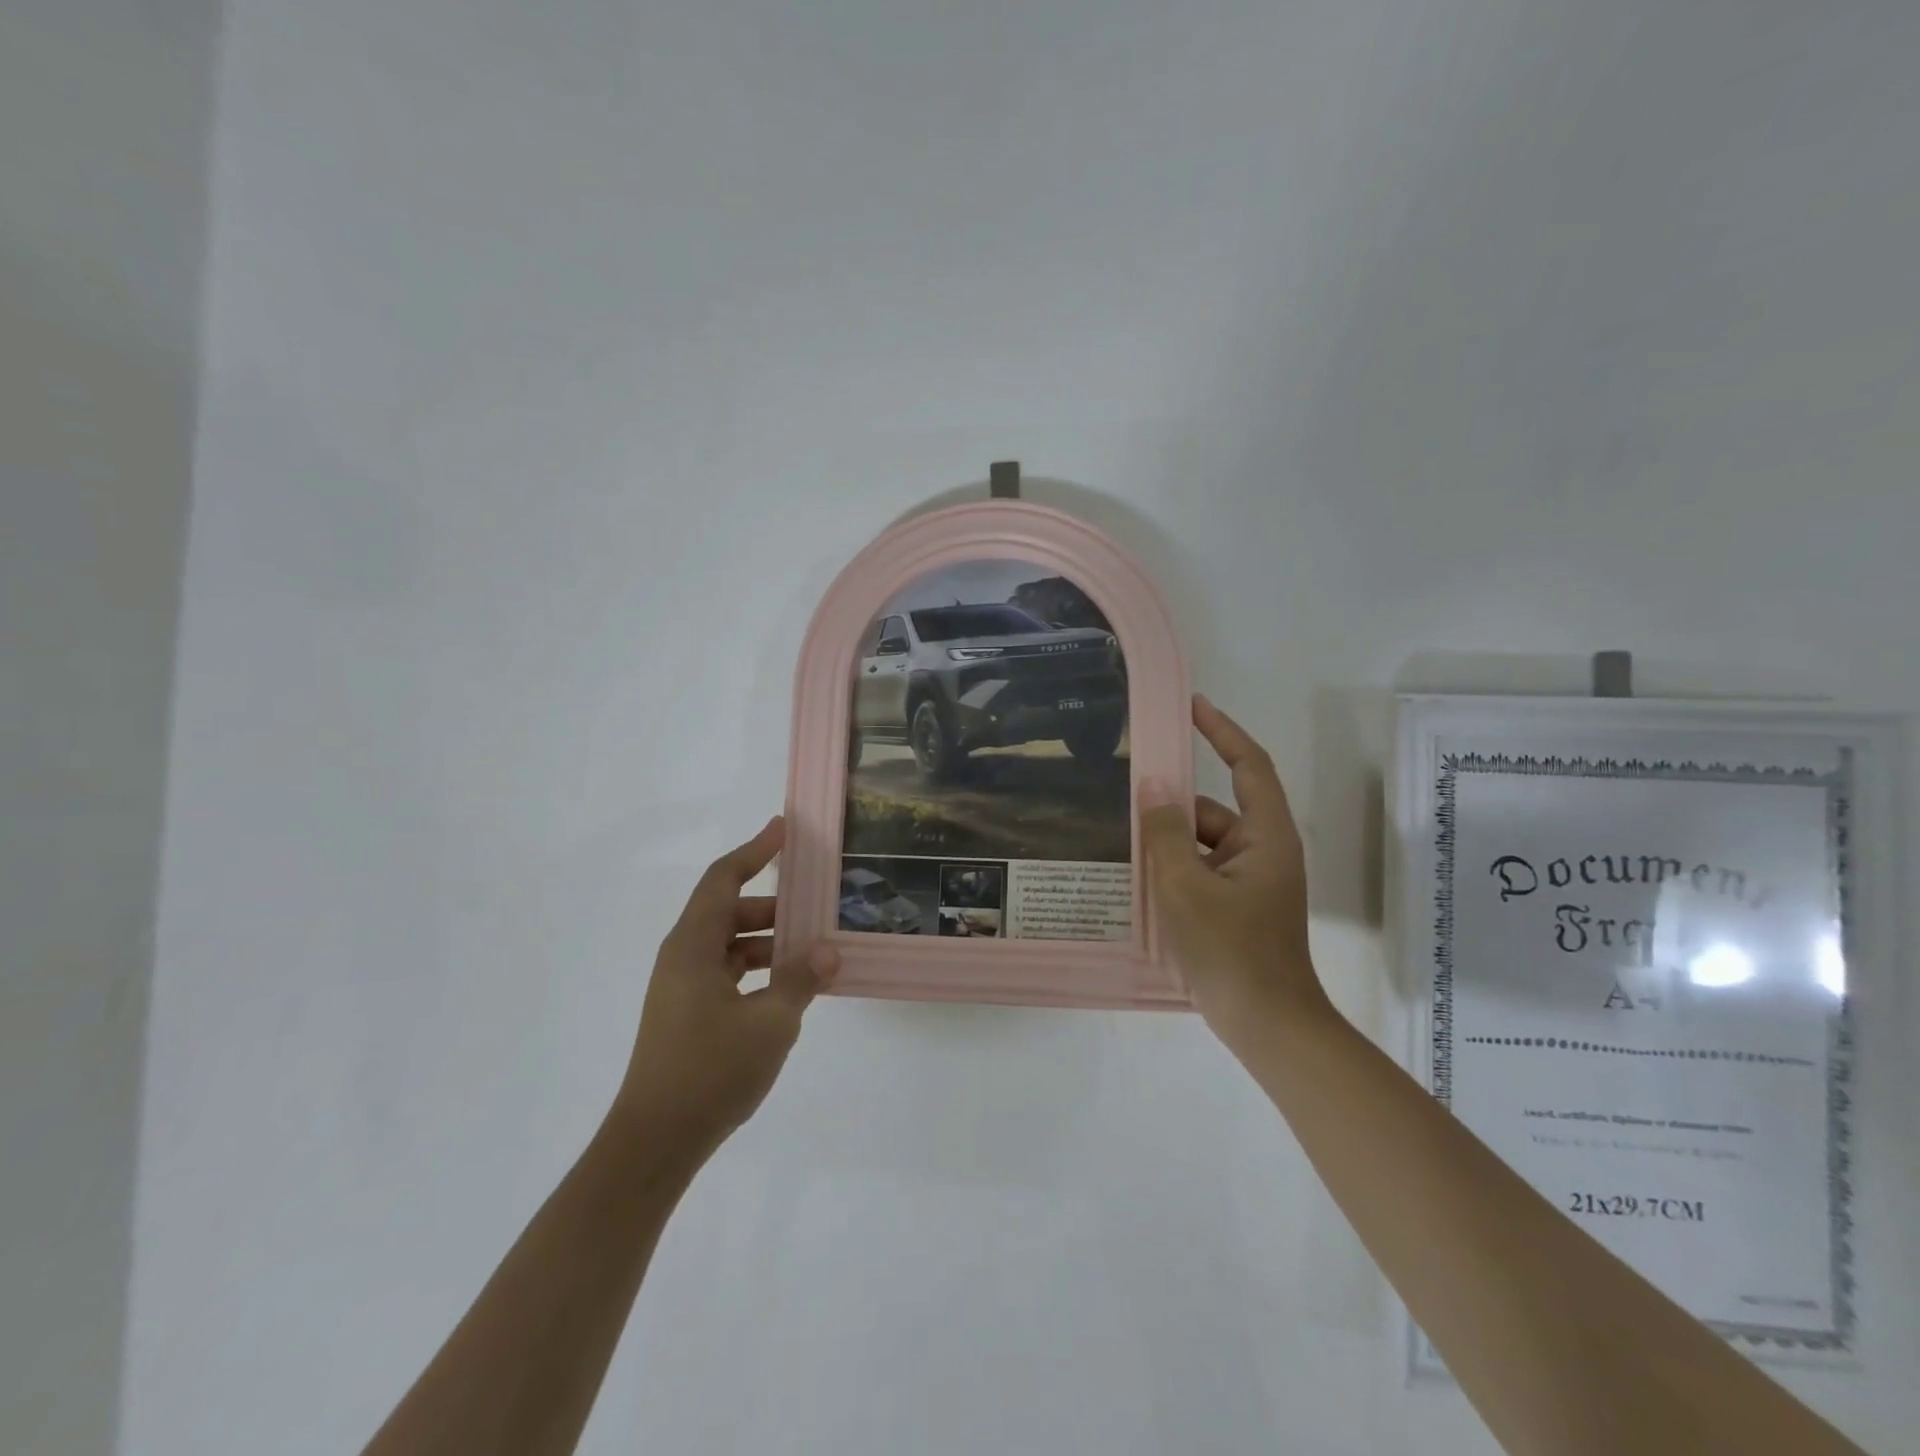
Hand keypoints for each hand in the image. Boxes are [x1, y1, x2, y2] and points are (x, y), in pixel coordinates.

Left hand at [612, 817, 837, 1161]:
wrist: (654, 1143)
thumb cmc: (710, 1071)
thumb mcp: (771, 1022)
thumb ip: (801, 979)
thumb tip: (827, 950)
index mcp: (692, 946)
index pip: (724, 879)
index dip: (754, 850)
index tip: (784, 828)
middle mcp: (682, 958)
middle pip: (730, 910)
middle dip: (774, 905)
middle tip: (817, 905)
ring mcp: (682, 988)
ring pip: (730, 944)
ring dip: (769, 941)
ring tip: (813, 950)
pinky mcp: (687, 1015)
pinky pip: (728, 973)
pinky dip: (758, 969)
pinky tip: (790, 988)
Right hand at [1139, 696, 1327, 1032]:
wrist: (1266, 1024)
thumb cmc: (1231, 950)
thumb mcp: (1187, 887)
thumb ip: (1166, 834)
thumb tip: (1154, 789)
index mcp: (1266, 837)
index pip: (1249, 766)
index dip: (1223, 731)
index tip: (1192, 706)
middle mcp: (1262, 851)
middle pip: (1214, 810)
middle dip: (1172, 805)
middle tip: (1123, 794)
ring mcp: (1249, 882)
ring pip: (1201, 844)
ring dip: (1167, 843)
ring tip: (1118, 840)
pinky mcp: (1235, 906)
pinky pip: (1199, 871)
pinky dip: (1172, 870)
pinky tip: (1135, 879)